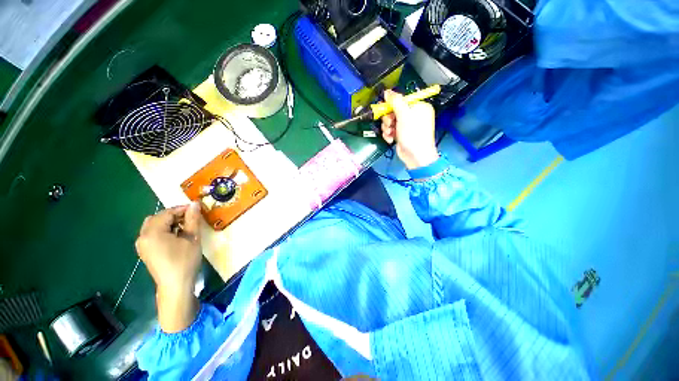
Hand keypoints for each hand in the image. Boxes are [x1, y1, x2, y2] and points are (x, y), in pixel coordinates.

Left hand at [135, 202, 201, 331]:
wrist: (175, 286)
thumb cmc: (185, 261)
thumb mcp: (192, 238)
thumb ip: (192, 219)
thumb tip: (195, 203)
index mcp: (152, 232)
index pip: (167, 213)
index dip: (182, 209)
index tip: (197, 209)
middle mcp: (143, 236)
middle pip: (157, 218)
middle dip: (174, 215)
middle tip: (191, 218)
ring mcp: (142, 245)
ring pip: (154, 225)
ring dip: (169, 223)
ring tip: (185, 228)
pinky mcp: (145, 251)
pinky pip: (152, 234)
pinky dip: (164, 231)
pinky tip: (177, 237)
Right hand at [381, 90, 439, 169]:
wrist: (415, 156)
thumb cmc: (413, 134)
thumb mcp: (404, 115)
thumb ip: (395, 101)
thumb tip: (387, 92)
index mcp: (418, 106)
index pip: (401, 100)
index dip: (391, 104)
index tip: (383, 109)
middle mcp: (412, 115)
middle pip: (393, 110)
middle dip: (388, 118)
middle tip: (389, 123)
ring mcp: (406, 125)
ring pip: (390, 121)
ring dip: (387, 127)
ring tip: (389, 133)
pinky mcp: (400, 134)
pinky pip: (390, 130)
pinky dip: (388, 134)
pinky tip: (390, 139)